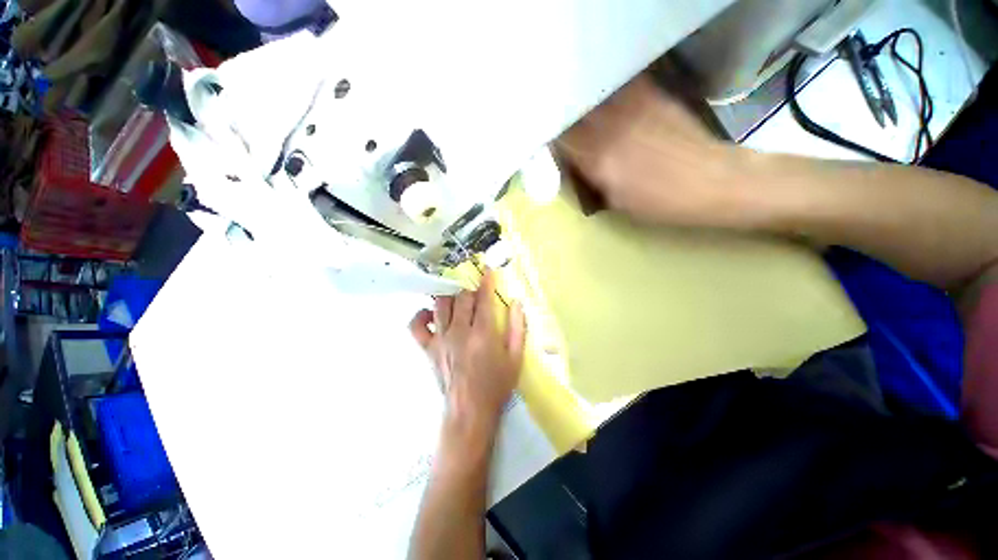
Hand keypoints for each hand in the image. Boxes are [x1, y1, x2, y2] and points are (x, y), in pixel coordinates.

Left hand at [409, 271, 526, 433]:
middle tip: (475, 290)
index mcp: (483, 334)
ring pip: (440, 305)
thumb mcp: (515, 358)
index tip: (487, 269)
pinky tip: (431, 313)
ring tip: (457, 297)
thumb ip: (518, 328)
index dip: (486, 281)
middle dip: (470, 288)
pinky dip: (421, 315)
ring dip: (449, 296)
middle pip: (461, 298)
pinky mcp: (428, 349)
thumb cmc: (496, 385)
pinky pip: (416, 326)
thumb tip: (516, 303)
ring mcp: (441, 339)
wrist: (470, 411)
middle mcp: (459, 332)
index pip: (484, 299)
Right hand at [558, 74, 751, 228]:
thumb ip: (592, 179)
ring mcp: (631, 108)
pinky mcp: (651, 96)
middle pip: (573, 114)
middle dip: (563, 120)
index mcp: (598, 160)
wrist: (712, 181)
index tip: (549, 142)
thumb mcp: (616, 202)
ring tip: (583, 116)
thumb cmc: (660, 204)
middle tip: (563, 127)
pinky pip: (619, 88)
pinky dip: (607, 95)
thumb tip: (576, 163)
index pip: (560, 139)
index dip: (550, 138)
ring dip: (583, 106)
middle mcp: (610, 128)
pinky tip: (609, 105)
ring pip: (592, 99)